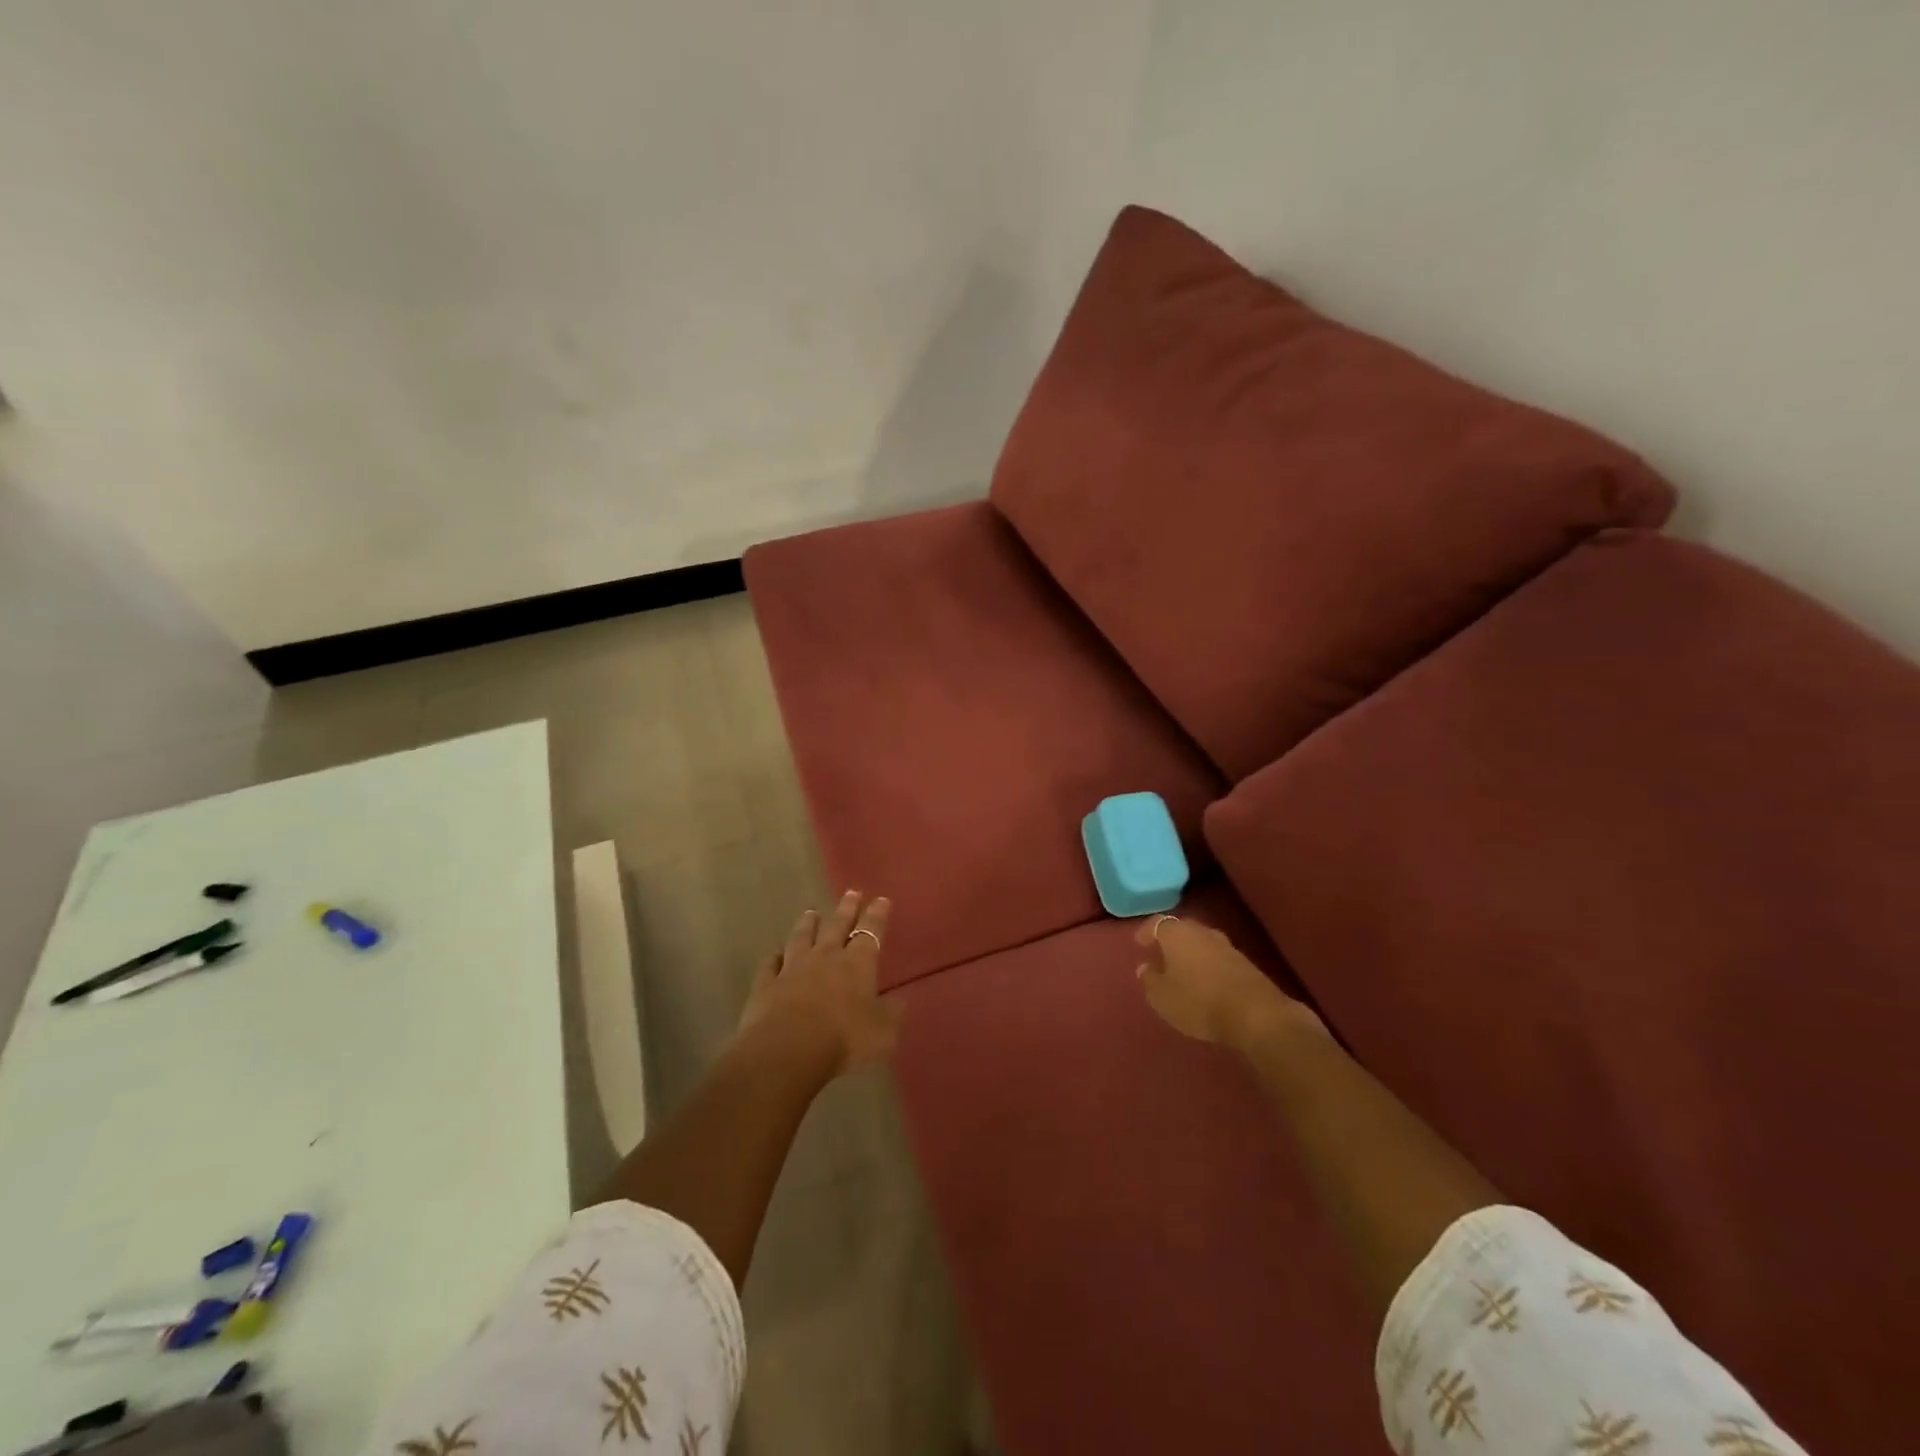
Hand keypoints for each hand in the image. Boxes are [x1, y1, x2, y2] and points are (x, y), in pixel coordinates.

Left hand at [736, 891, 902, 1077]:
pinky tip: (775, 952)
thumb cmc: (843, 1040)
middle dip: (846, 909)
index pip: (870, 932)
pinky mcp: (766, 985)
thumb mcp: (882, 1034)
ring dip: (807, 924)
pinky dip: (774, 957)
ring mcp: (792, 968)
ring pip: (801, 938)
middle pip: (836, 926)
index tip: (881, 899)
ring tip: (811, 911)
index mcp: (857, 964)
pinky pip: (770, 964)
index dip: (877, 916)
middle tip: (851, 892)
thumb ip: (891, 1015)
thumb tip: (900, 1001)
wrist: (786, 1051)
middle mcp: (825, 957)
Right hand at [1134, 914, 1323, 1051]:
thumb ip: (1150, 979)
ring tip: (1182, 969)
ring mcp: (1226, 945)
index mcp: (1176, 933)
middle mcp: (1201, 932)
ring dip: (1190, 953)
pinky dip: (1208, 965)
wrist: (1255, 1014)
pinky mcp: (1245, 963)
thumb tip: (1145, 967)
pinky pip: (1217, 957)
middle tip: (1159, 954)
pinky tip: (1205, 981)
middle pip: (1181, 930)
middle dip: (1169, 940)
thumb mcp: (1162, 997)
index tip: (1139, 943)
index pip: (1157, 923)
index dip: (1146, 932)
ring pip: (1201, 943)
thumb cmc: (1198, 1001)